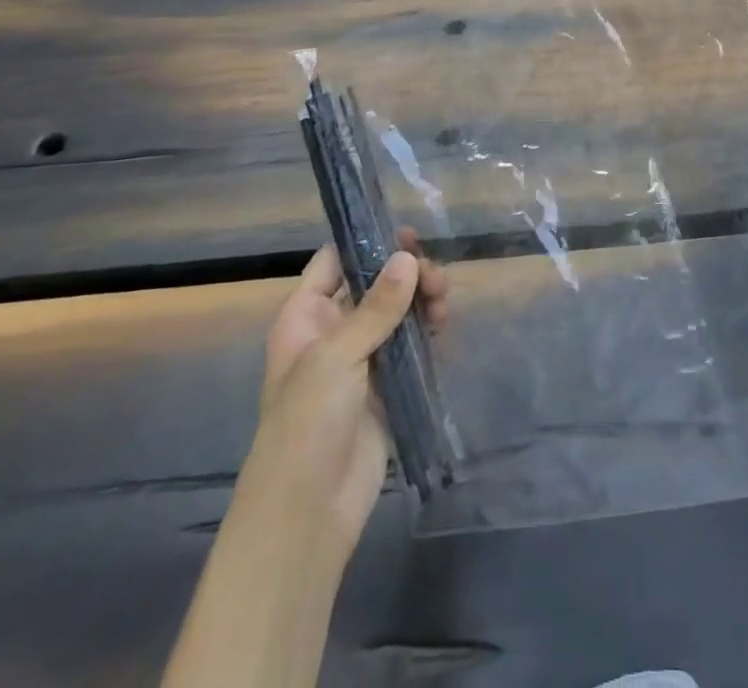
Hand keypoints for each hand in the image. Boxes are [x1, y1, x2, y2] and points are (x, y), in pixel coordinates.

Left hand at [249, 231, 449, 556]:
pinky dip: (427, 329)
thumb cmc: (307, 424)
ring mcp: (362, 358)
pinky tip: (442, 326)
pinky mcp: (387, 384)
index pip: (335, 262)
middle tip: (434, 277)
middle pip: (374, 283)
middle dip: (406, 273)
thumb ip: (376, 307)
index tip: (406, 234)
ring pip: (397, 311)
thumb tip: (407, 256)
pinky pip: (411, 344)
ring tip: (443, 302)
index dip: (367, 243)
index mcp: (305, 317)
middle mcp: (332, 331)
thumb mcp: (337, 357)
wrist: (309, 512)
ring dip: (421, 299)